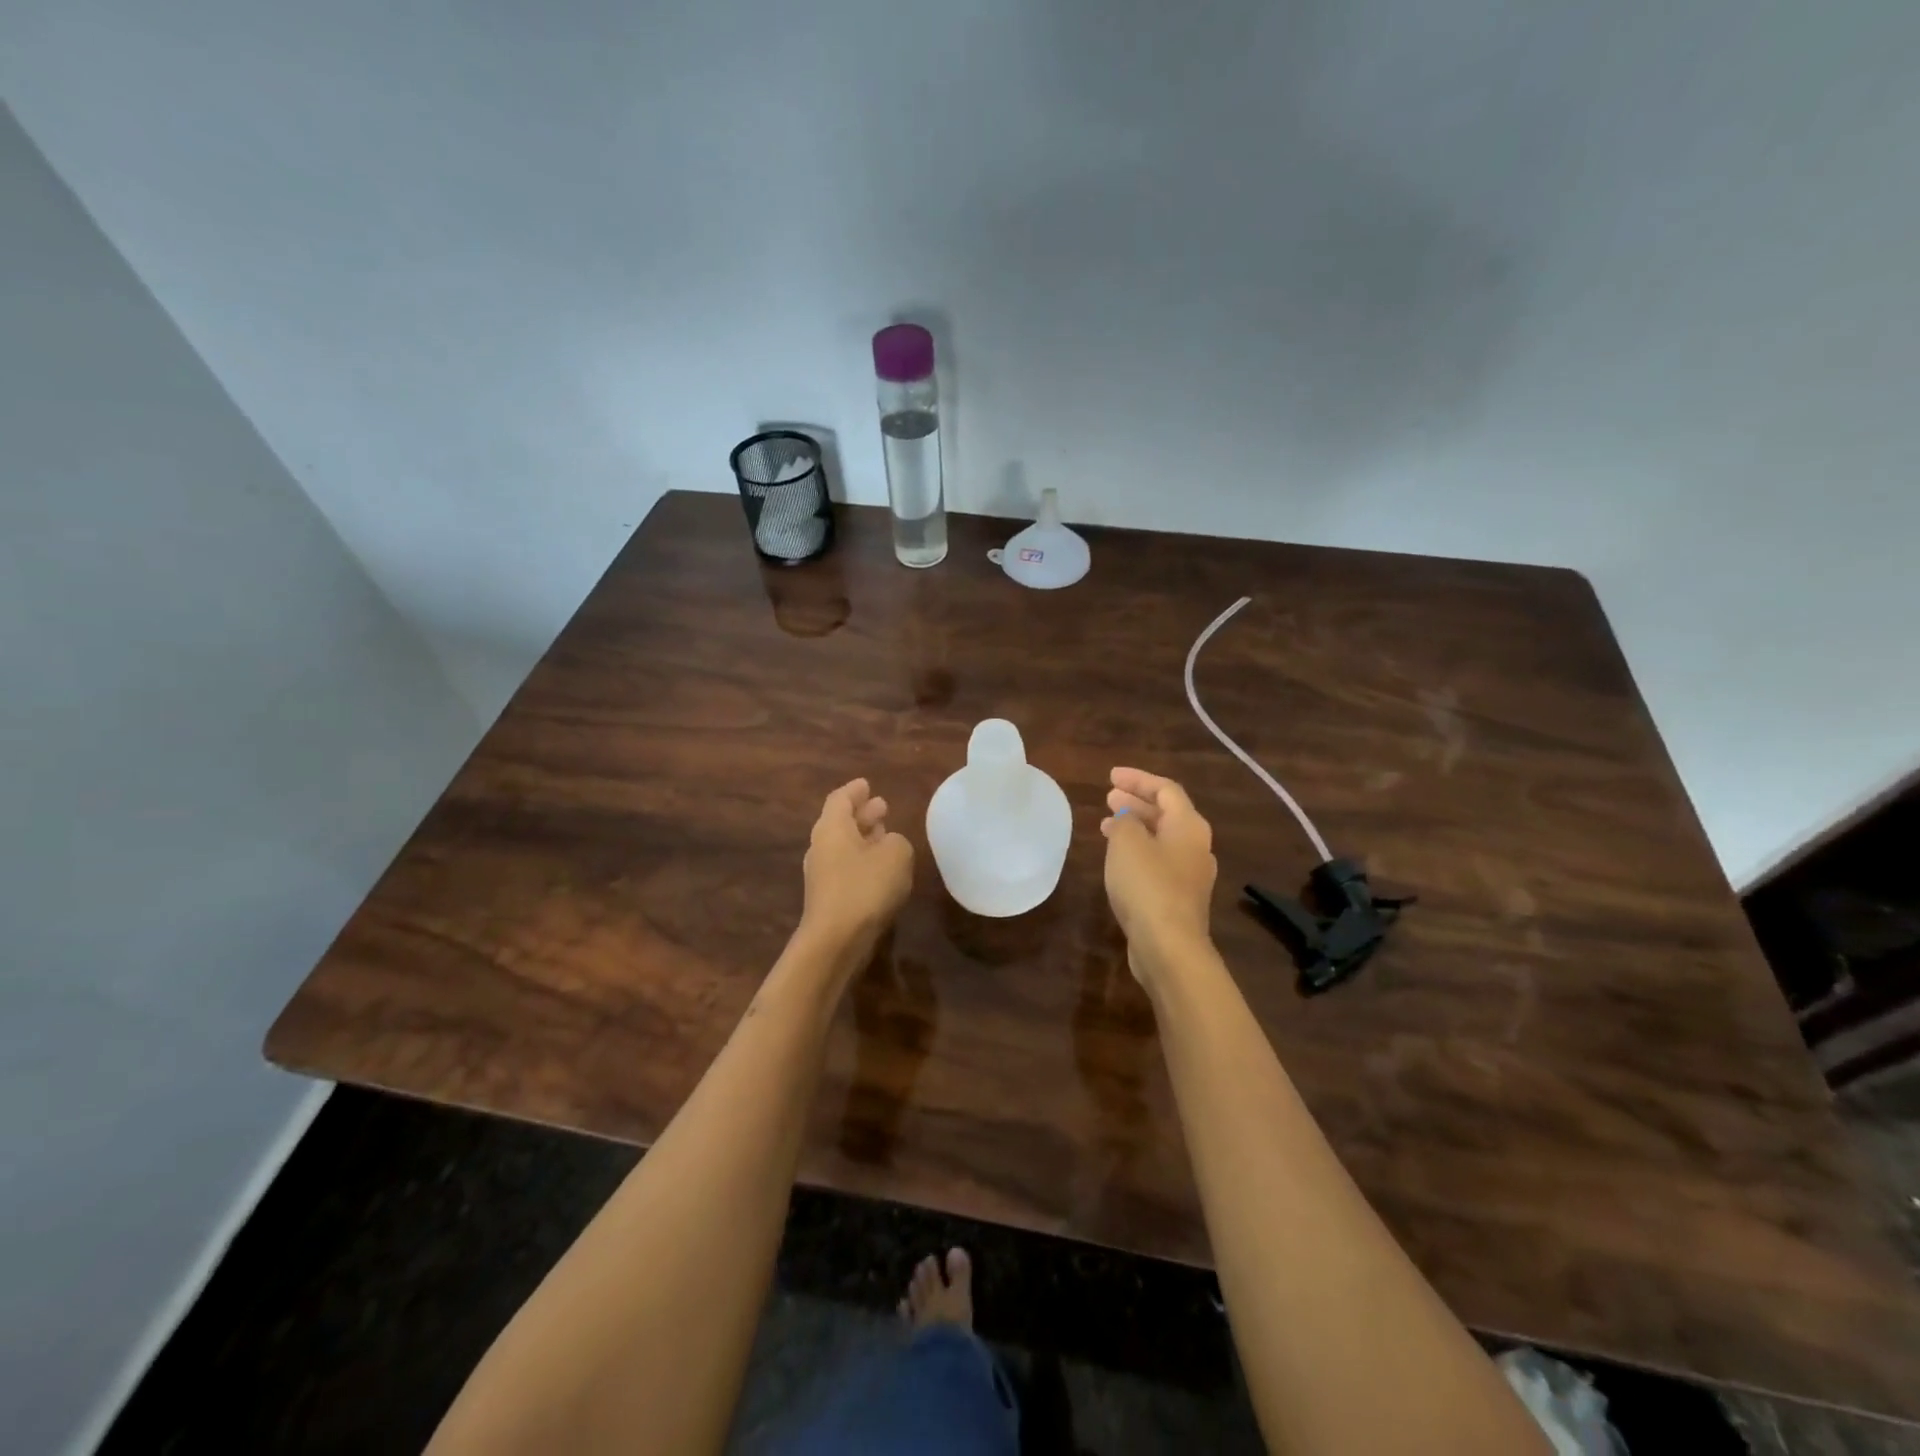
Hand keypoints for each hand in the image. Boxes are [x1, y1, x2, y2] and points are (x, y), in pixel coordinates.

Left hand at [799, 779, 913, 962]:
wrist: (836, 940)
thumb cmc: (865, 887)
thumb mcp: (896, 854)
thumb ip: (897, 841)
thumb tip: (889, 844)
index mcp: (832, 827)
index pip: (840, 799)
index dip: (855, 791)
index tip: (867, 784)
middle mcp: (822, 846)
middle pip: (841, 821)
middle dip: (862, 814)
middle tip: (883, 806)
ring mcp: (822, 873)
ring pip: (844, 845)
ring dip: (864, 838)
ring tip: (886, 833)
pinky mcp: (828, 897)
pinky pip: (846, 867)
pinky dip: (863, 860)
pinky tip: (881, 867)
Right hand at [1101, 767, 1217, 984]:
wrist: (1168, 946)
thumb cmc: (1147, 885)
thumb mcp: (1127, 842)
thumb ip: (1125, 821)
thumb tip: (1127, 819)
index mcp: (1189, 826)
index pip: (1166, 789)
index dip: (1138, 779)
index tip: (1111, 776)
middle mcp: (1196, 846)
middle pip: (1166, 814)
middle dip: (1136, 802)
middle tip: (1109, 797)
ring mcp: (1190, 875)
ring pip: (1161, 839)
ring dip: (1135, 828)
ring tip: (1106, 825)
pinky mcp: (1179, 898)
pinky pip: (1158, 862)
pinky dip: (1138, 852)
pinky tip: (1118, 860)